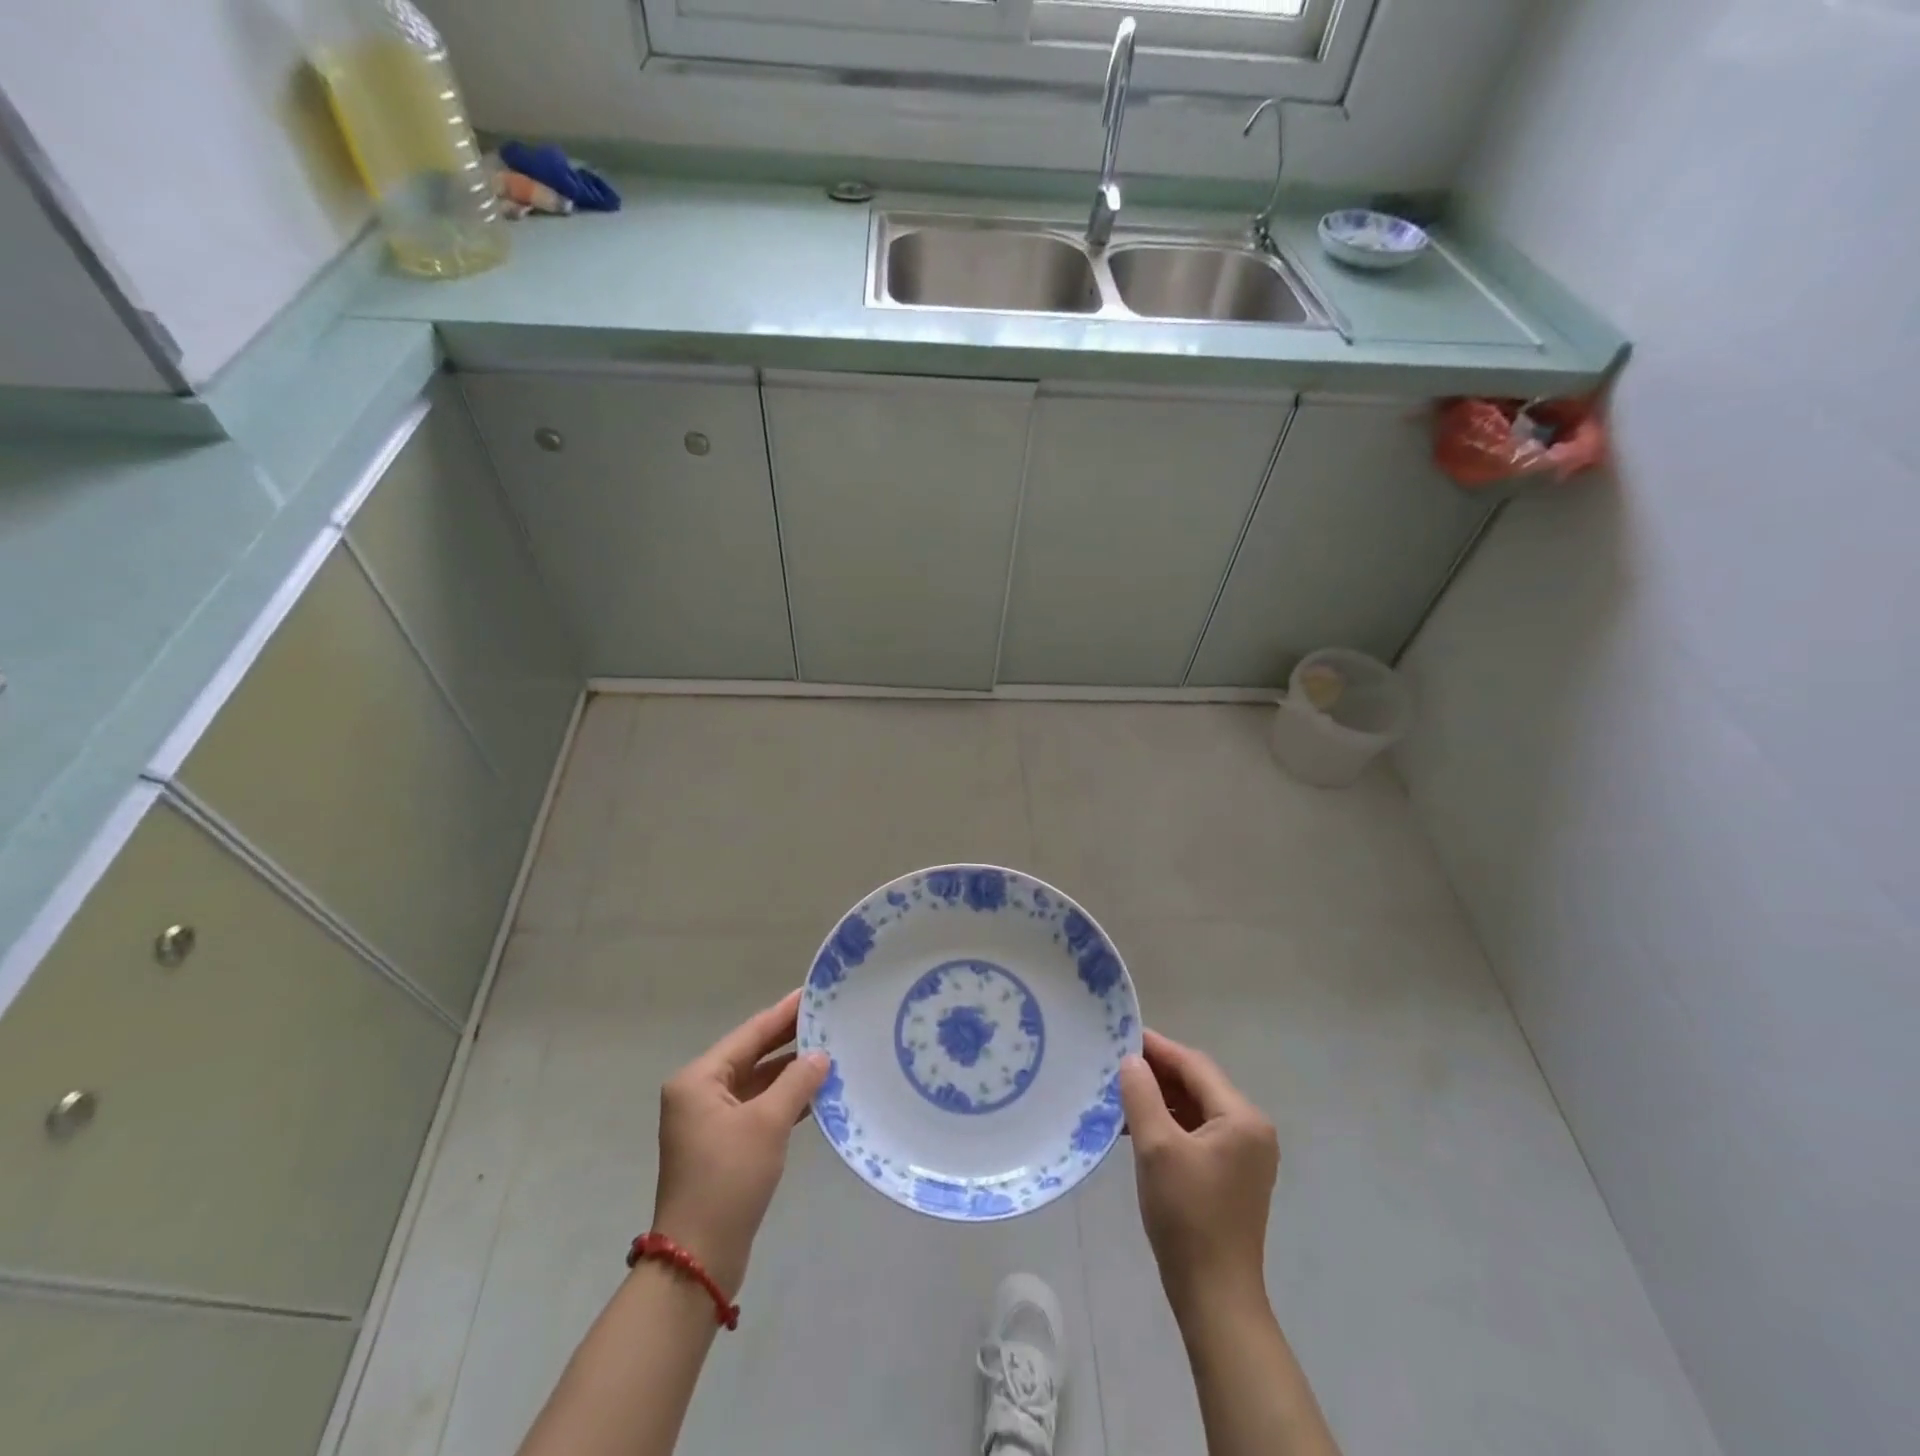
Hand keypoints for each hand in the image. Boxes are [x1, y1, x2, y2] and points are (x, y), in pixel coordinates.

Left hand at [651, 989, 828, 1295]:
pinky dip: (784, 1099)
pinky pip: (758, 1108)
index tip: (812, 992)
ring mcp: (710, 1121)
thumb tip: (820, 1055)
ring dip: (790, 1072)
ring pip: (757, 1083)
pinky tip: (816, 1092)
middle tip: (828, 1018)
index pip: (750, 1034)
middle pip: (752, 1055)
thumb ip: (797, 1082)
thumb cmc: (728, 1179)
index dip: (783, 1013)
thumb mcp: (767, 1124)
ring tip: (831, 1050)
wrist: (699, 1258)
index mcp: (698, 1079)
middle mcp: (699, 1093)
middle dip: (789, 1040)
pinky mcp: (723, 1145)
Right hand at [1118, 1030, 1279, 1319]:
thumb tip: (1131, 1060)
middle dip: (1157, 1073)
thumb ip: (1142, 1095)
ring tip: (1119, 1093)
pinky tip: (1137, 1127)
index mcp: (1242, 1118)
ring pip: (1196, 1108)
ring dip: (1160, 1098)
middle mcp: (1250, 1129)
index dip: (1157, 1047)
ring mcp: (1244, 1154)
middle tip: (1114, 1063)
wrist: (1215, 1297)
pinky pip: (1197, 1132)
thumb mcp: (1157, 1148)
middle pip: (1198, 1084)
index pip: (1194, 1065)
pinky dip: (1169, 1123)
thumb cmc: (1187, 1216)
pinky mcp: (1231, 1174)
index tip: (1120, 1035)